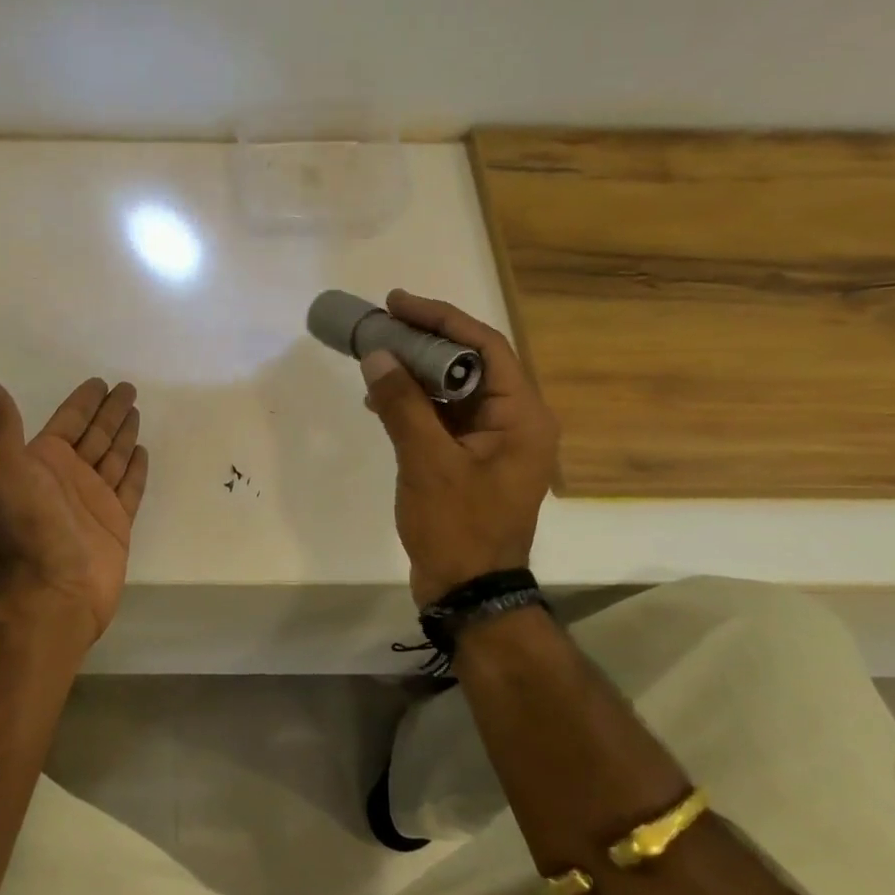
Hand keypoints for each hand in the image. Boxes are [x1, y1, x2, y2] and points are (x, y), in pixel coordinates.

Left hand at [0, 369, 150, 643]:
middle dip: (109, 412)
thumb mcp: (5, 465)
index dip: (83, 401)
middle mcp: (69, 476)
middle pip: (95, 435)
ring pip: (113, 457)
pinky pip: (129, 487)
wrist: (55, 587)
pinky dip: (135, 469)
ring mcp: (94, 500)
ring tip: (136, 411)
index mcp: (43, 460)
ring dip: (123, 434)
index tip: (99, 382)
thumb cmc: (30, 524)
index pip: (68, 421)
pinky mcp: (116, 522)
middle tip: (128, 388)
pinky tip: (142, 452)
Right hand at [359, 289, 559, 605]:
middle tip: (382, 324)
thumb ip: (403, 405)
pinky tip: (381, 400)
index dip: (442, 319)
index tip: (398, 303)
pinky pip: (443, 418)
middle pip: (469, 364)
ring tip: (374, 358)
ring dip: (415, 372)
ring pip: (453, 390)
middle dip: (424, 342)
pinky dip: (414, 404)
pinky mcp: (470, 460)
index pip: (485, 347)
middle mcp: (514, 422)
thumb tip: (377, 356)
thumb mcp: (427, 462)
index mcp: (521, 417)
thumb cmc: (457, 526)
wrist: (468, 591)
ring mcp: (492, 443)